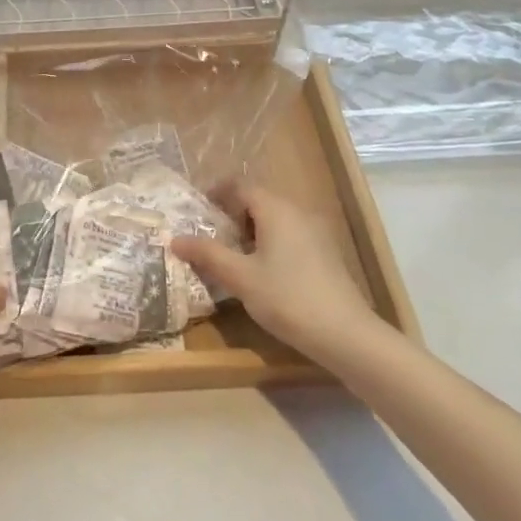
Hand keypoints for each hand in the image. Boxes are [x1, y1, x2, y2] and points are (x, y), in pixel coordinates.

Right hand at [171, 182, 387, 370]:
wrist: (346, 334)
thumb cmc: (287, 298)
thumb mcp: (240, 277)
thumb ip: (207, 254)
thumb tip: (175, 239)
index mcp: (275, 209)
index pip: (240, 185)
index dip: (216, 192)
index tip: (197, 210)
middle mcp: (297, 212)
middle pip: (258, 200)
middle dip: (231, 213)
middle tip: (209, 235)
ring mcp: (315, 232)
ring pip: (275, 219)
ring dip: (250, 230)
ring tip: (230, 255)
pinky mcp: (325, 253)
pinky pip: (289, 235)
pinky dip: (269, 242)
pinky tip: (261, 270)